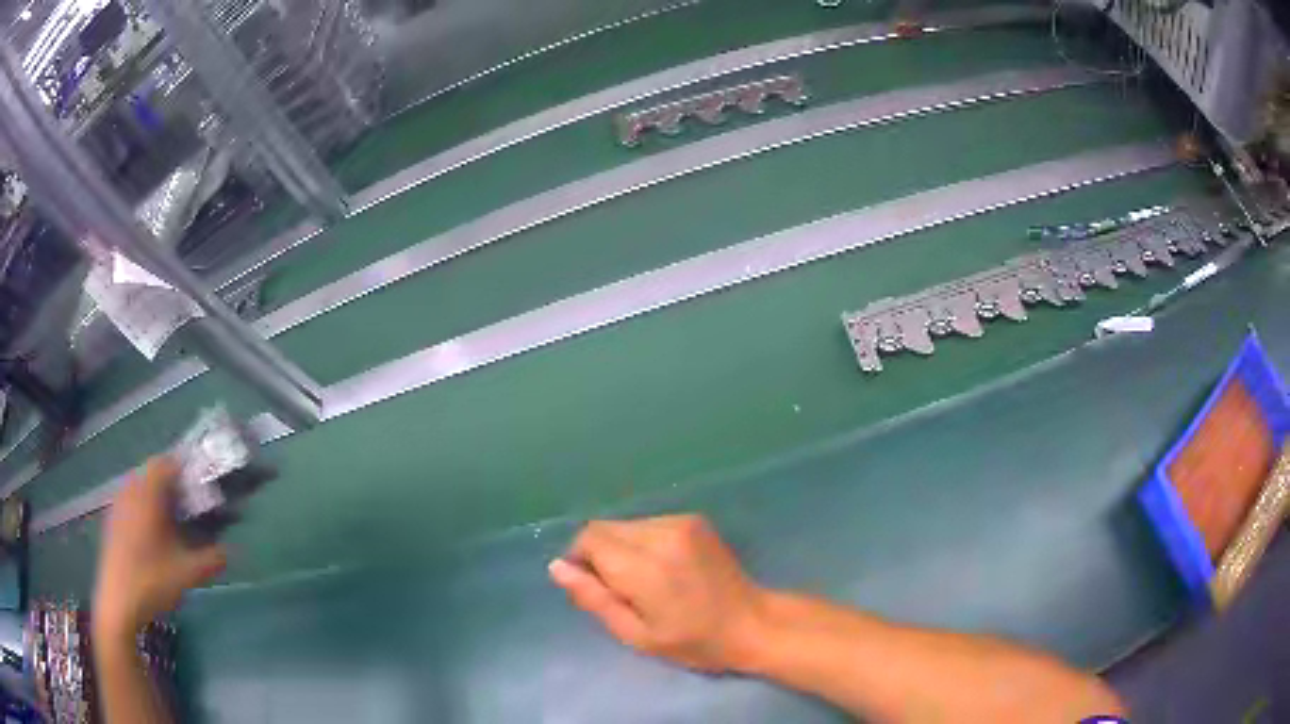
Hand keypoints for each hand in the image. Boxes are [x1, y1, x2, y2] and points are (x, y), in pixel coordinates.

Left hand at [93, 457, 226, 641]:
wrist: (118, 603)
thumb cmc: (152, 581)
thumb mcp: (187, 574)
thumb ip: (211, 559)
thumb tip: (229, 551)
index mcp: (147, 493)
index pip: (166, 463)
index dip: (186, 469)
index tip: (203, 486)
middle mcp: (130, 490)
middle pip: (153, 474)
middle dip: (174, 486)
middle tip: (193, 507)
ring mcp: (119, 505)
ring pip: (142, 489)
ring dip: (159, 498)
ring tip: (176, 523)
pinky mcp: (113, 521)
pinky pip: (132, 502)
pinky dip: (146, 510)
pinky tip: (155, 538)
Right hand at [548, 514, 766, 671]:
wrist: (752, 623)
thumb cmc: (694, 641)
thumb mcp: (636, 634)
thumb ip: (594, 599)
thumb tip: (558, 567)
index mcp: (646, 567)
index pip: (590, 539)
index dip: (580, 560)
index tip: (594, 587)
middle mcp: (662, 534)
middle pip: (605, 528)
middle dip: (599, 554)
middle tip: (621, 590)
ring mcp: (681, 522)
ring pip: (625, 525)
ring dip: (621, 548)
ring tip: (645, 582)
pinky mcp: (694, 520)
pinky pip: (648, 524)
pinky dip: (642, 543)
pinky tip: (663, 569)